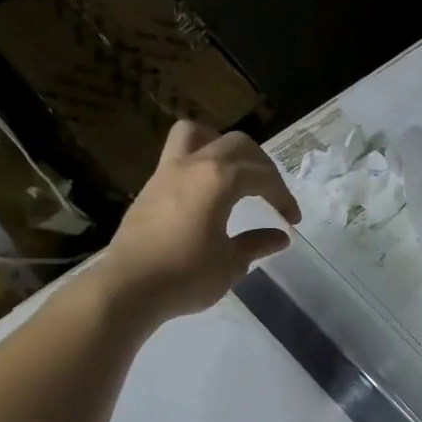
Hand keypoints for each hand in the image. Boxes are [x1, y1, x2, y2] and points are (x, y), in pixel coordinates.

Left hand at [99, 122, 301, 320]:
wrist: (129, 287)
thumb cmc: (187, 275)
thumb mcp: (231, 263)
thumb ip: (256, 243)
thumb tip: (280, 236)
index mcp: (219, 180)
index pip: (262, 176)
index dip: (283, 195)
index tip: (292, 220)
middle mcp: (194, 165)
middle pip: (237, 144)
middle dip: (262, 166)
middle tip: (271, 193)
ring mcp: (167, 172)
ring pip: (198, 134)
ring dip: (223, 146)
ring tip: (235, 172)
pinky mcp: (151, 186)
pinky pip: (179, 154)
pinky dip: (201, 162)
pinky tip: (208, 191)